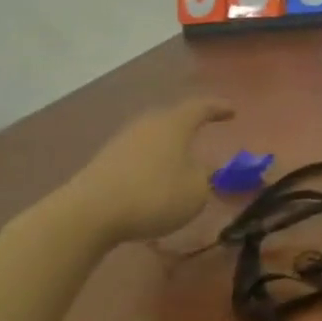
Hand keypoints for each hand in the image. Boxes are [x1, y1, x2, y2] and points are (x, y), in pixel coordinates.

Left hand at [54, 99, 234, 243]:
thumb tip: (202, 170)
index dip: (219, 108)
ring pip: (153, 137)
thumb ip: (204, 177)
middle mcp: (148, 124)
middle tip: (203, 132)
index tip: (232, 111)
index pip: (201, 107)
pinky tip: (154, 179)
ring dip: (168, 146)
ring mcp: (122, 141)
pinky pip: (137, 155)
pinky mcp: (104, 161)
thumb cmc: (154, 195)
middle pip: (173, 118)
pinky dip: (150, 163)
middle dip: (189, 125)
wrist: (89, 213)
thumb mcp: (196, 191)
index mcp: (175, 124)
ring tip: (179, 160)